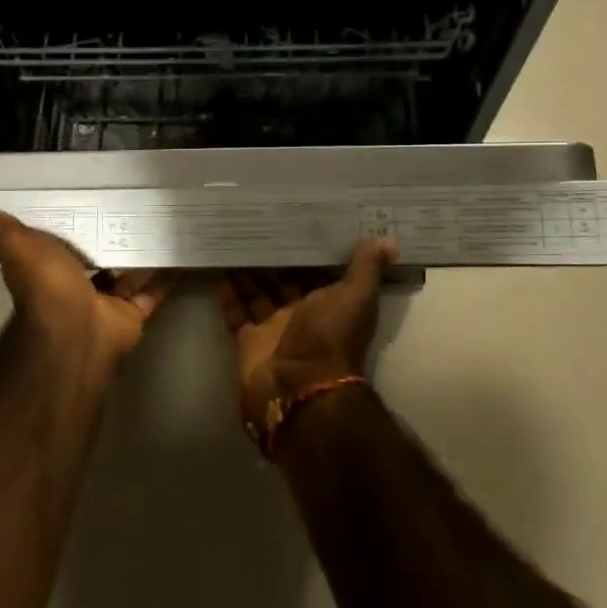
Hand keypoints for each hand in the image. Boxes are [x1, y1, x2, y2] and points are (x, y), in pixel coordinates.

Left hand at [0, 208, 174, 373]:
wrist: (75, 331)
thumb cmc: (47, 286)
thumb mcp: (20, 248)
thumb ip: (4, 230)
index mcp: (51, 268)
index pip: (64, 241)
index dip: (75, 223)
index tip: (93, 197)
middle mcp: (79, 286)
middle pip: (101, 257)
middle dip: (116, 236)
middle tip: (140, 203)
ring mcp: (108, 302)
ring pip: (130, 273)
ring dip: (145, 253)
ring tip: (167, 219)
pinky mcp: (134, 313)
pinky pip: (154, 291)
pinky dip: (168, 276)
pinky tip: (184, 251)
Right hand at [219, 238, 396, 434]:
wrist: (298, 386)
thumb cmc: (329, 336)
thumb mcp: (355, 296)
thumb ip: (367, 269)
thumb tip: (389, 240)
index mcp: (330, 305)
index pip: (319, 272)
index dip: (310, 250)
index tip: (297, 221)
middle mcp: (303, 316)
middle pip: (285, 281)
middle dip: (274, 258)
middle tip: (258, 223)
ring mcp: (273, 329)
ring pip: (258, 293)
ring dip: (248, 271)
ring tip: (233, 238)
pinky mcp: (248, 341)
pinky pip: (236, 312)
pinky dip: (227, 293)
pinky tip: (217, 267)